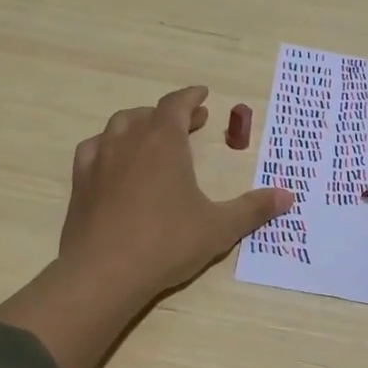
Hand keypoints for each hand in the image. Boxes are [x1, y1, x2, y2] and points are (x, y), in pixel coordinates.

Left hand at [0, 85, 292, 367]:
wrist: (103, 273)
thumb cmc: (167, 243)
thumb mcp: (219, 227)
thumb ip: (253, 209)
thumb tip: (288, 196)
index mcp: (164, 142)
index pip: (176, 104)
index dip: (191, 97)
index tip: (203, 94)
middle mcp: (129, 141)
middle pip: (148, 114)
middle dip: (170, 114)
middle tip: (190, 123)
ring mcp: (99, 160)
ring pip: (118, 127)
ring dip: (138, 125)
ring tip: (152, 137)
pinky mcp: (80, 183)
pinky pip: (93, 150)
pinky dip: (108, 146)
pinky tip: (114, 162)